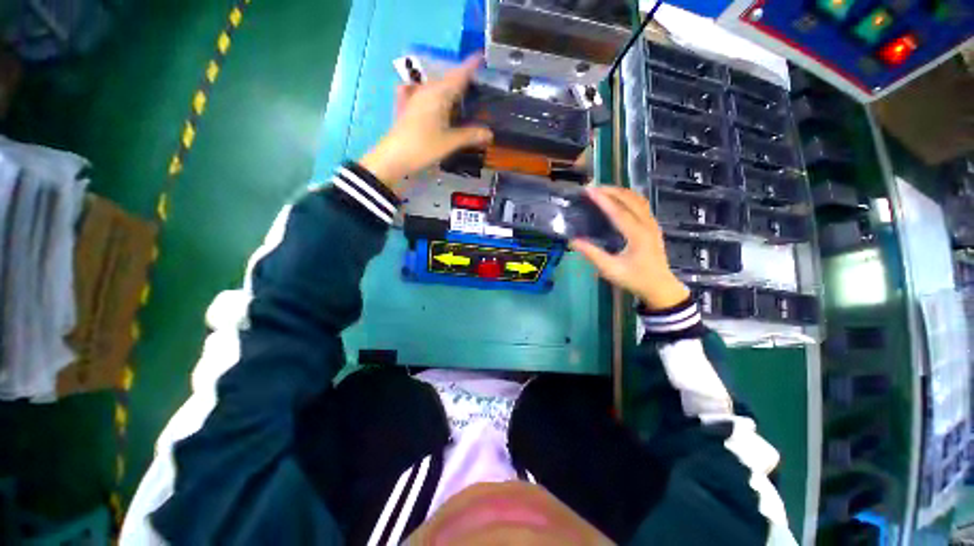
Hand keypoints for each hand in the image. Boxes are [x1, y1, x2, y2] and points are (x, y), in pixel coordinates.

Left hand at [360, 55, 493, 193]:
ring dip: (451, 90)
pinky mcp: (410, 107)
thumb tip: (490, 133)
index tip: (481, 57)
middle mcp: (427, 90)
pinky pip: (428, 95)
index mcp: (439, 93)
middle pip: (448, 80)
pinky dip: (438, 96)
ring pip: (438, 88)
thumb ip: (470, 135)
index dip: (470, 66)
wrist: (394, 157)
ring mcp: (416, 97)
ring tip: (464, 98)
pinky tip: (440, 104)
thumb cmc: (423, 147)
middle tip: (478, 87)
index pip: (459, 75)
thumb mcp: (450, 142)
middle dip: (463, 81)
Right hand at [570, 187, 689, 309]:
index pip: (617, 211)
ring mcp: (653, 224)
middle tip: (592, 187)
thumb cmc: (634, 279)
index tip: (588, 190)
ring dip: (621, 192)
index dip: (602, 199)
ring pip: (638, 199)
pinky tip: (619, 199)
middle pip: (630, 199)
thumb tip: (573, 240)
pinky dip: (628, 197)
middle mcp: (647, 225)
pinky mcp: (653, 226)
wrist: (660, 287)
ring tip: (604, 190)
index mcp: (637, 235)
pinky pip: (641, 205)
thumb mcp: (610, 269)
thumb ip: (592, 254)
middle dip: (611, 190)